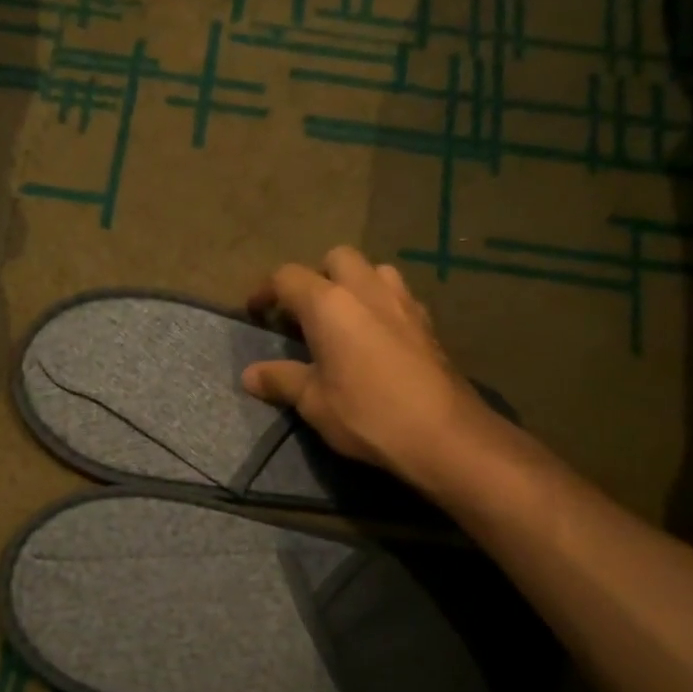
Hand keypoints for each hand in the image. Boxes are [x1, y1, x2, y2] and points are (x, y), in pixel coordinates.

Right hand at [243, 246, 498, 485]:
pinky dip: (381, 305)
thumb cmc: (366, 414)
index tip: (256, 312)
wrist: (443, 433)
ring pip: (374, 270)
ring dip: (354, 284)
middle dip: (316, 276)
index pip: (287, 277)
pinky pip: (398, 296)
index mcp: (329, 304)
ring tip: (344, 319)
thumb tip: (250, 375)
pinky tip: (377, 337)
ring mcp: (403, 302)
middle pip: (336, 258)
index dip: (266, 290)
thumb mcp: (313, 402)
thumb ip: (281, 380)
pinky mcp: (428, 322)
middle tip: (305, 313)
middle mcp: (366, 290)